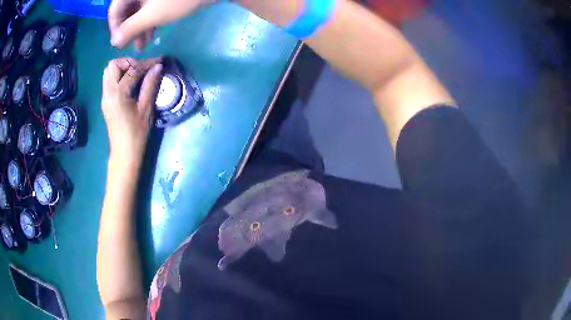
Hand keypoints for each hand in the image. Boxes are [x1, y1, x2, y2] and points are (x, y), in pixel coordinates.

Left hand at [101, 58, 162, 168]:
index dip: (147, 63)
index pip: (131, 70)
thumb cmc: (136, 134)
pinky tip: (130, 84)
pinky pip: (109, 80)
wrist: (123, 154)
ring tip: (136, 75)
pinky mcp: (105, 101)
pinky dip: (119, 76)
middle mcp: (108, 93)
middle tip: (142, 70)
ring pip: (109, 71)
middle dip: (129, 62)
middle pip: (113, 65)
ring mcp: (105, 97)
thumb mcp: (146, 109)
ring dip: (123, 68)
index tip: (159, 62)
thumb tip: (158, 67)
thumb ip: (150, 85)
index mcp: (118, 95)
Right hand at [108, 0, 212, 48]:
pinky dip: (149, 20)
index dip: (115, 28)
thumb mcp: (151, 16)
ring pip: (138, 10)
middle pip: (126, 9)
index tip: (119, 45)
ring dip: (139, 28)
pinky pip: (149, 7)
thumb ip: (129, 29)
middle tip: (132, 47)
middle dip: (129, 30)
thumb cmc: (178, 0)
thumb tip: (114, 42)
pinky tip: (152, 34)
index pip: (114, 10)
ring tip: (143, 46)